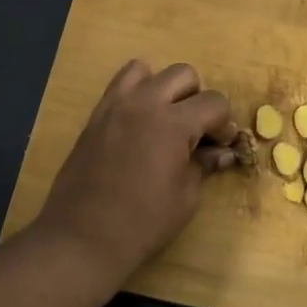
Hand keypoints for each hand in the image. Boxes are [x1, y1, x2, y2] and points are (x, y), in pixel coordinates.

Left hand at [33, 60, 239, 283]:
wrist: (83, 236)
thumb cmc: (143, 222)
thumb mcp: (185, 197)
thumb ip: (204, 165)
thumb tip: (222, 153)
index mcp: (172, 123)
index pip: (213, 102)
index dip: (223, 124)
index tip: (219, 146)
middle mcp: (143, 103)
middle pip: (183, 75)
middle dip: (196, 99)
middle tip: (194, 132)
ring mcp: (114, 106)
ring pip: (146, 70)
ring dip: (163, 89)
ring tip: (163, 121)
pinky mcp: (95, 116)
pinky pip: (119, 86)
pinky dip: (135, 95)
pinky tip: (139, 126)